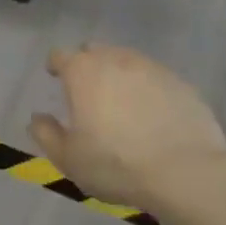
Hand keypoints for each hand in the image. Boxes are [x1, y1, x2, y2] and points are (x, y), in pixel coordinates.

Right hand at [31, 45, 225, 212]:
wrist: (187, 174)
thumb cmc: (117, 165)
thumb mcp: (69, 159)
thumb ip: (46, 134)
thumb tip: (38, 118)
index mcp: (83, 71)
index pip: (60, 55)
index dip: (56, 66)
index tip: (57, 79)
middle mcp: (115, 59)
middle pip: (94, 51)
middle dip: (88, 65)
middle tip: (90, 92)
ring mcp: (151, 68)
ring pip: (127, 61)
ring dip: (119, 75)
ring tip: (123, 104)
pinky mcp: (181, 83)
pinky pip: (156, 79)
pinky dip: (149, 90)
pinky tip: (154, 116)